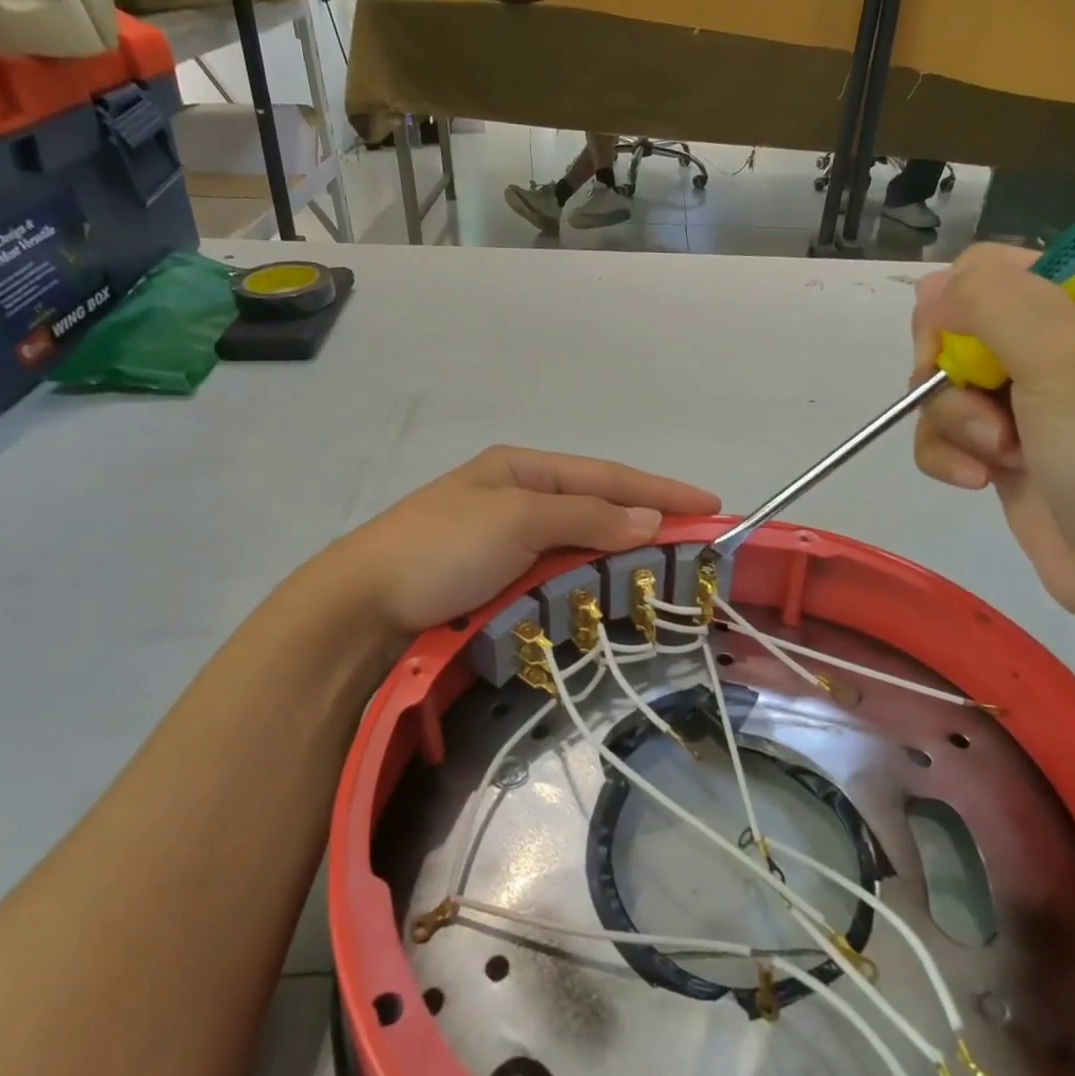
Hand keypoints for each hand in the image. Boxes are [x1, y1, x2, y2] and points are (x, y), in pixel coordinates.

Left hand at [326, 447, 719, 636]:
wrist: (364, 606)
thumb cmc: (442, 547)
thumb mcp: (516, 519)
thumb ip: (585, 517)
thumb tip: (650, 520)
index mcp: (523, 469)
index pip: (606, 476)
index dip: (660, 491)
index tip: (710, 505)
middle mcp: (520, 498)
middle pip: (599, 507)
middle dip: (647, 522)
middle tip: (697, 544)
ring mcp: (509, 541)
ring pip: (582, 543)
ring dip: (622, 554)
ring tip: (666, 569)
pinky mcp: (500, 580)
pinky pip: (560, 574)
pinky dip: (591, 581)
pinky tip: (612, 590)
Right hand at [910, 244, 1074, 635]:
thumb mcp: (1064, 357)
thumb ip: (993, 302)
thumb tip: (930, 291)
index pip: (987, 268)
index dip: (959, 305)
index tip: (962, 346)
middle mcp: (1049, 342)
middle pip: (951, 330)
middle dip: (951, 375)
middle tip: (984, 406)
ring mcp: (1022, 398)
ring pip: (939, 388)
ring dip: (954, 425)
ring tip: (999, 457)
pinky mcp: (999, 447)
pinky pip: (940, 434)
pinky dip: (948, 458)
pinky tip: (980, 481)